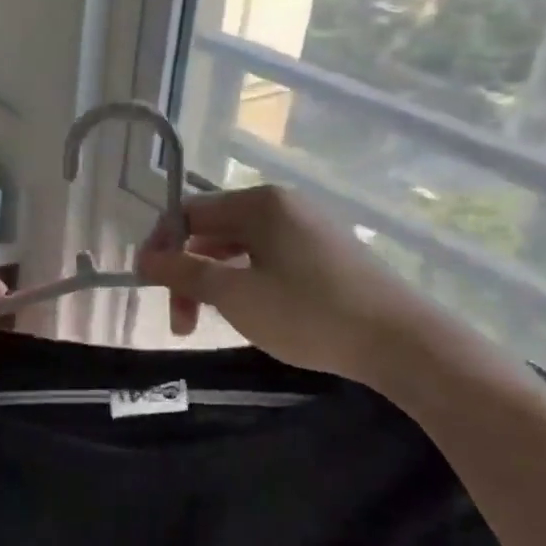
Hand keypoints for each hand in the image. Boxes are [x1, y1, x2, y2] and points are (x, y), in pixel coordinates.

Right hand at [136, 185, 434, 387]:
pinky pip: (268, 259)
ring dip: (216, 282)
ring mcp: (308, 228)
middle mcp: (283, 205)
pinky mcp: (327, 253)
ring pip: (240, 248)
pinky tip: (252, 314)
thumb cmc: (308, 313)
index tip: (150, 289)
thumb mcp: (235, 295)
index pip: (189, 213)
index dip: (162, 248)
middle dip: (189, 274)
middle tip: (183, 323)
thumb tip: (144, 259)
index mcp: (259, 203)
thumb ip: (184, 273)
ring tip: (213, 322)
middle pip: (213, 231)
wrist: (401, 342)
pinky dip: (246, 282)